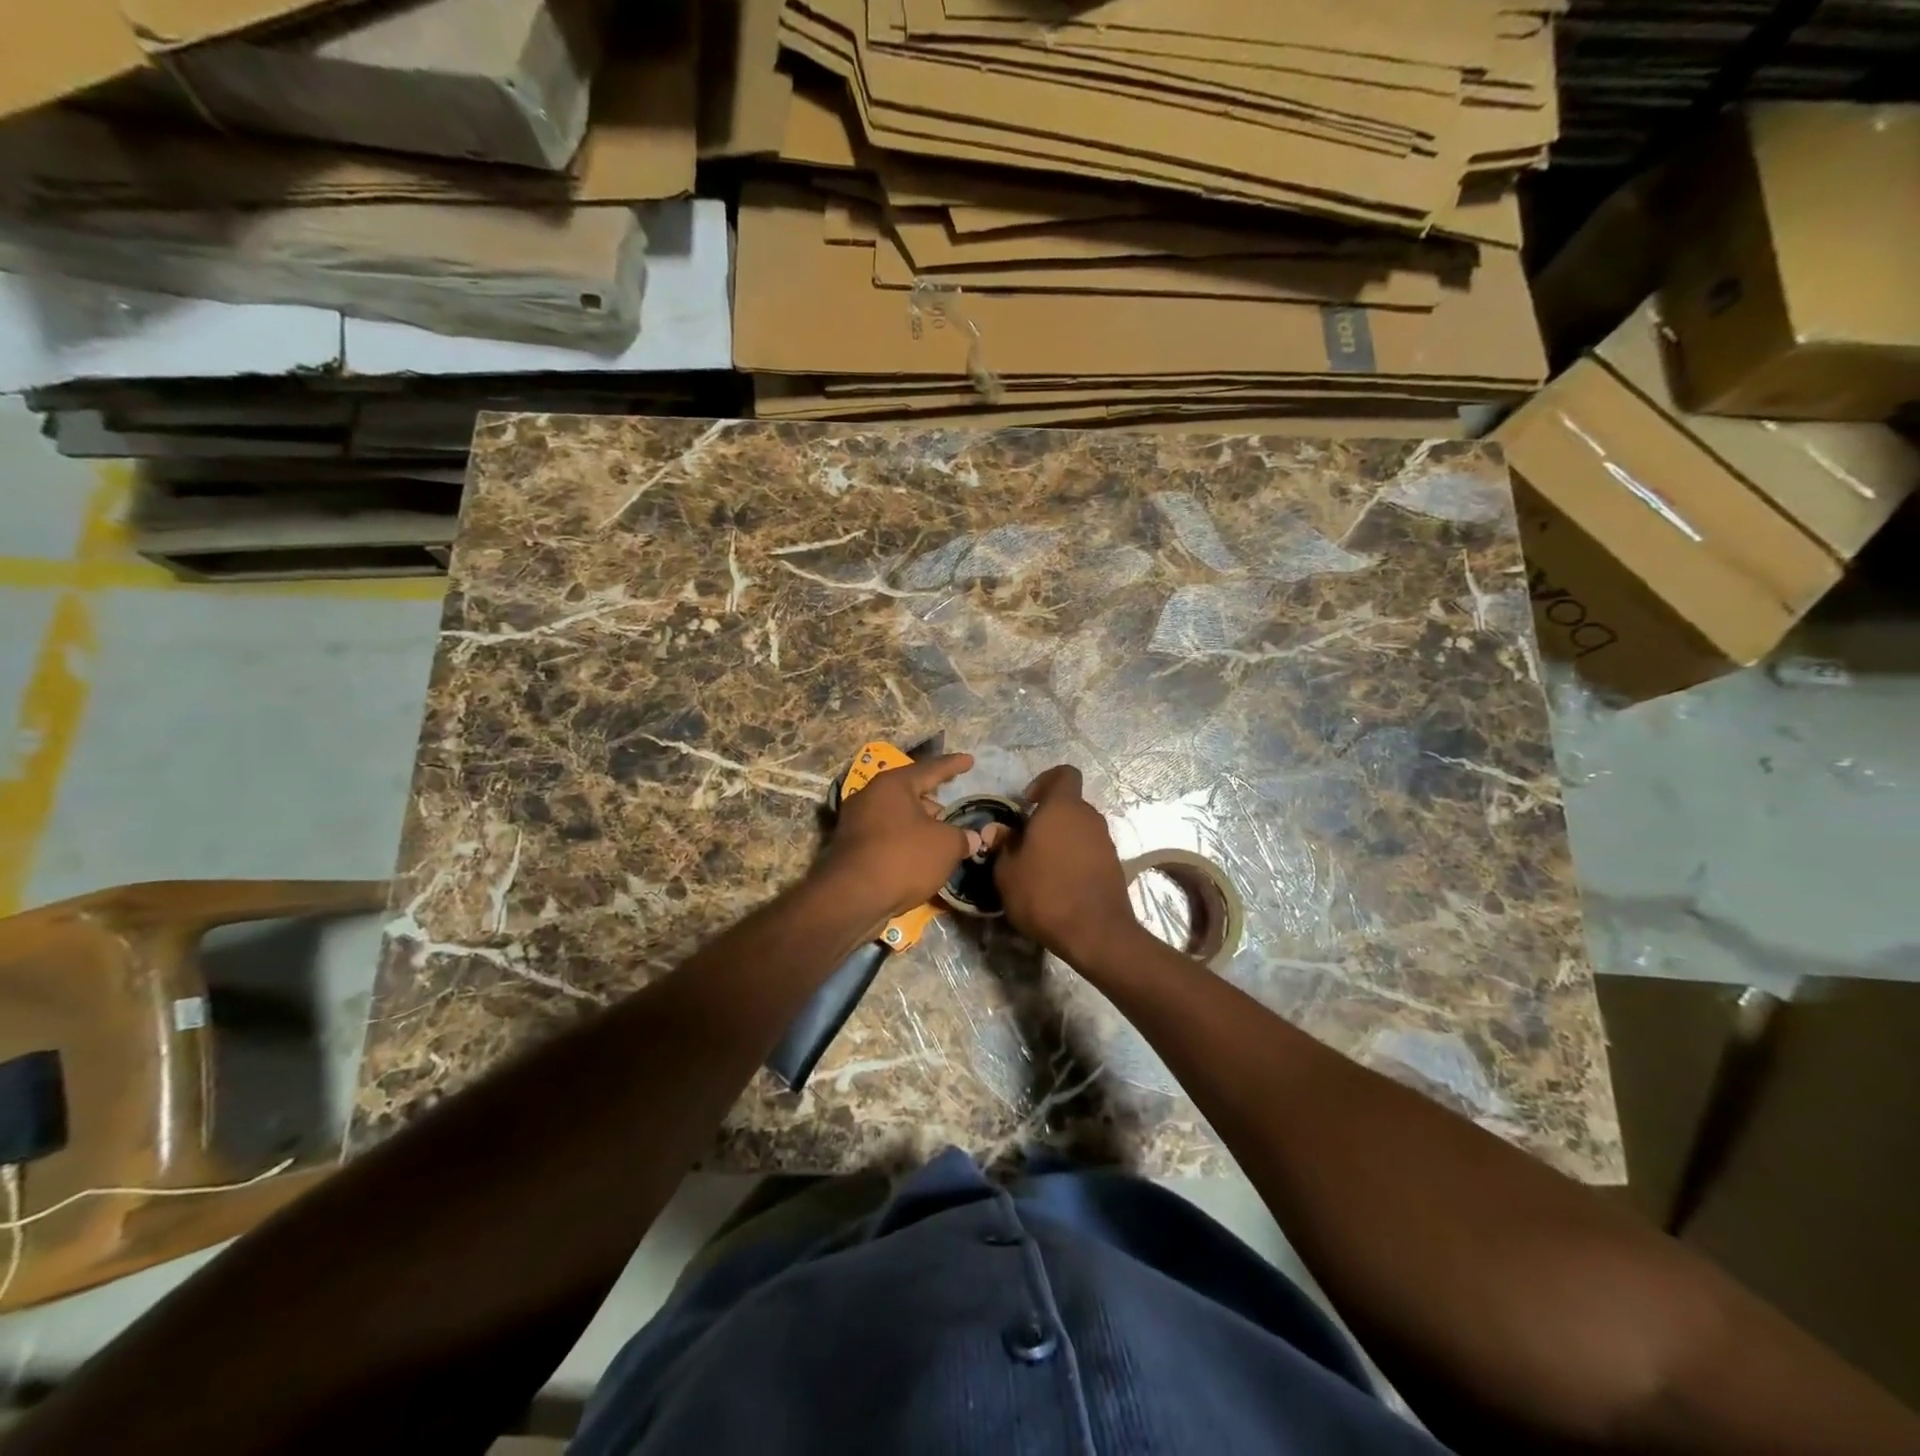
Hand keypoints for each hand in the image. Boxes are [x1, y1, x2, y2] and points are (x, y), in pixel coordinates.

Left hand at [815, 752, 982, 923]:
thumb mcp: (945, 846)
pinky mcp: (849, 848)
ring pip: (896, 816)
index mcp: (893, 784)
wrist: (851, 897)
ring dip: (919, 824)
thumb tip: (973, 838)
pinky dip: (904, 841)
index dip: (953, 765)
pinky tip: (919, 855)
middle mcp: (870, 795)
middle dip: (933, 801)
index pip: (931, 768)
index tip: (969, 760)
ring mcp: (855, 822)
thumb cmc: (904, 858)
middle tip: (953, 809)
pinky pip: (885, 836)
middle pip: (909, 792)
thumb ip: (962, 837)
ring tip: (940, 836)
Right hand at [993, 765, 1139, 965]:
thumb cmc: (1044, 894)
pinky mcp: (1114, 864)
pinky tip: (1059, 884)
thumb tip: (997, 830)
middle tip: (1026, 842)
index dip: (1044, 781)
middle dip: (1048, 817)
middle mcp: (1088, 817)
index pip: (1064, 773)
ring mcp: (1106, 840)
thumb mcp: (1007, 872)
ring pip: (1079, 828)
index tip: (1027, 804)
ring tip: (1041, 867)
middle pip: (1069, 804)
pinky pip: (1089, 850)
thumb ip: (1002, 845)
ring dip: (1061, 839)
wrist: (1096, 933)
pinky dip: (1075, 858)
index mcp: (1062, 808)